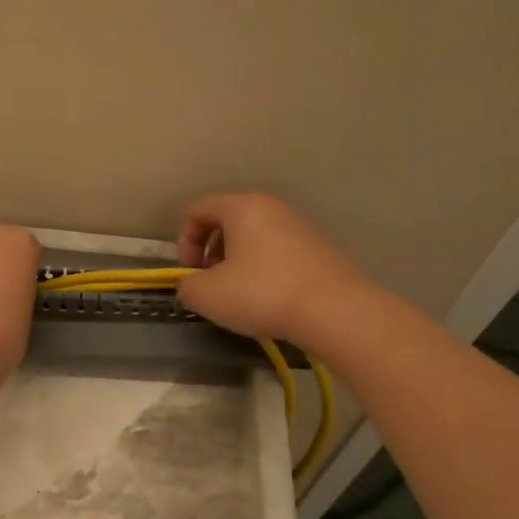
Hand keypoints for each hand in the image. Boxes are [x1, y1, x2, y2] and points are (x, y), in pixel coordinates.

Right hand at [173, 192, 366, 342]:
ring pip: (255, 236)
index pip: (197, 209)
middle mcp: (273, 207)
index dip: (184, 240)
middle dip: (211, 250)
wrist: (335, 311)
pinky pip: (279, 251)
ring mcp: (301, 226)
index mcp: (242, 207)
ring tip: (240, 293)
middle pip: (227, 220)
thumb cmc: (261, 294)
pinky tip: (270, 298)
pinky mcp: (321, 249)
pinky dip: (265, 269)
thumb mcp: (206, 295)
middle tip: (212, 282)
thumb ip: (186, 286)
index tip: (190, 272)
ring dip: (237, 261)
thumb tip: (192, 286)